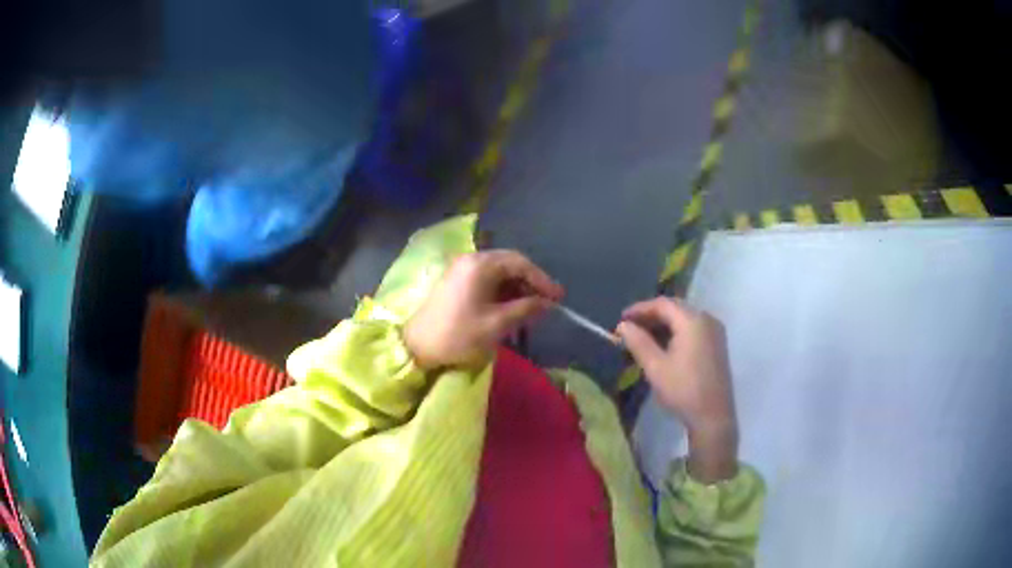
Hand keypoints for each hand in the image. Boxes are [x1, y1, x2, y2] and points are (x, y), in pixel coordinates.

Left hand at [404, 250, 563, 369]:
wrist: (417, 346)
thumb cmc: (458, 335)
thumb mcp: (496, 325)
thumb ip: (525, 309)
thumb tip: (547, 303)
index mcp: (480, 265)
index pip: (520, 263)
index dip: (542, 279)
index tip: (558, 298)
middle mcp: (471, 259)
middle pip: (509, 263)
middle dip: (530, 282)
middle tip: (547, 303)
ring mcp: (461, 269)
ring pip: (498, 272)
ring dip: (517, 288)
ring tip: (531, 309)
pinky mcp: (456, 281)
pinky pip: (486, 279)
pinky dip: (502, 291)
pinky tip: (511, 307)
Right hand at [616, 297, 738, 482]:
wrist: (713, 416)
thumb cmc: (683, 390)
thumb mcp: (655, 367)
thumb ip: (638, 342)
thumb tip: (622, 325)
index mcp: (693, 321)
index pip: (663, 304)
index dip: (640, 308)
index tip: (621, 318)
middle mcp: (707, 319)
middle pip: (675, 308)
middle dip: (651, 316)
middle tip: (630, 327)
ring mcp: (715, 331)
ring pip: (684, 319)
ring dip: (663, 324)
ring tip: (642, 337)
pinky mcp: (717, 344)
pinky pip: (693, 328)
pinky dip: (676, 332)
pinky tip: (663, 345)